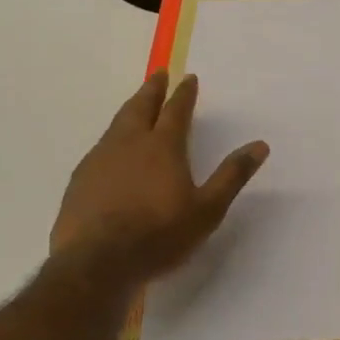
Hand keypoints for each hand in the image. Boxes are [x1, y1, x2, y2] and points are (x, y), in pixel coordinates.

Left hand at [51, 70, 268, 275]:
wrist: (96, 264)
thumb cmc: (159, 235)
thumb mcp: (208, 209)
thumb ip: (232, 175)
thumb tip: (260, 145)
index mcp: (163, 147)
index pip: (176, 111)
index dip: (184, 93)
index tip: (189, 77)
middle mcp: (129, 144)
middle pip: (140, 107)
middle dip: (152, 89)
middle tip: (159, 74)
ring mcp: (100, 160)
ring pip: (117, 124)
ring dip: (130, 110)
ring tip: (136, 105)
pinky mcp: (79, 180)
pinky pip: (99, 148)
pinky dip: (111, 138)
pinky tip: (111, 150)